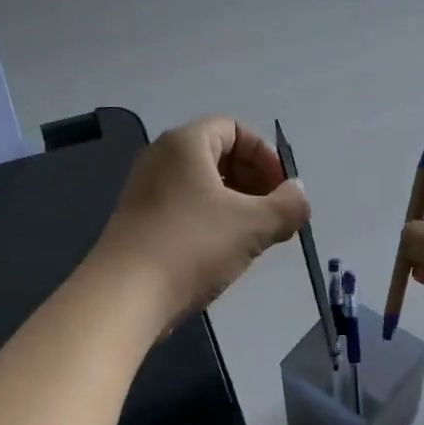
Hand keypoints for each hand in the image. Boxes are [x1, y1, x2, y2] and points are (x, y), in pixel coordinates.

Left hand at [95, 116, 309, 325]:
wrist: (125, 296)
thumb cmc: (193, 246)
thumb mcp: (254, 225)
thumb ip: (288, 206)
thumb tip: (298, 195)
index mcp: (186, 143)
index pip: (234, 128)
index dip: (265, 155)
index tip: (282, 190)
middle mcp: (161, 158)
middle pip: (218, 154)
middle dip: (254, 181)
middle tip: (273, 216)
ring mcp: (146, 191)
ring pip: (203, 185)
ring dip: (236, 205)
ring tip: (254, 238)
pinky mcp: (140, 222)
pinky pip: (185, 207)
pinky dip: (211, 220)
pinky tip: (224, 253)